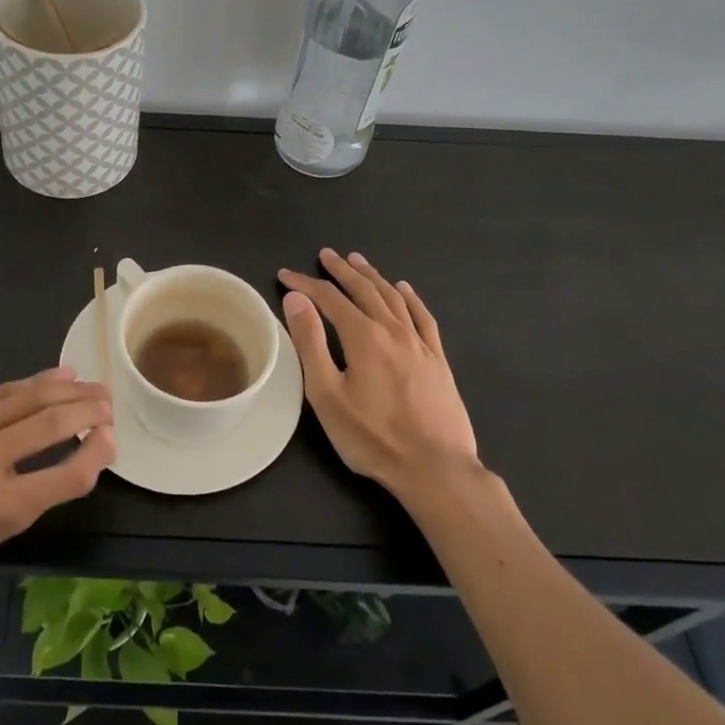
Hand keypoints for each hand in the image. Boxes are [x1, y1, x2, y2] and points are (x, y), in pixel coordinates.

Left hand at [0, 367, 113, 595]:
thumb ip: (38, 493)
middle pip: (49, 423)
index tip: (111, 438)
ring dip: (65, 388)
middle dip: (88, 409)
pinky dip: (29, 384)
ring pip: (25, 396)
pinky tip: (54, 377)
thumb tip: (81, 451)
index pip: (64, 475)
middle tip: (109, 402)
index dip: (96, 453)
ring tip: (91, 385)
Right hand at [279, 249, 478, 501]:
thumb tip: (296, 299)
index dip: (306, 284)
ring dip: (373, 276)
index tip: (285, 275)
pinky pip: (423, 317)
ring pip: (394, 298)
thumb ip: (310, 343)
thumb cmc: (373, 437)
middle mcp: (393, 331)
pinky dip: (411, 298)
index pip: (329, 298)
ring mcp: (420, 344)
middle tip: (326, 254)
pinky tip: (405, 289)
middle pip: (365, 290)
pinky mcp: (438, 361)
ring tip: (358, 261)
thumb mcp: (327, 394)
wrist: (436, 469)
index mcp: (363, 337)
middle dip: (342, 270)